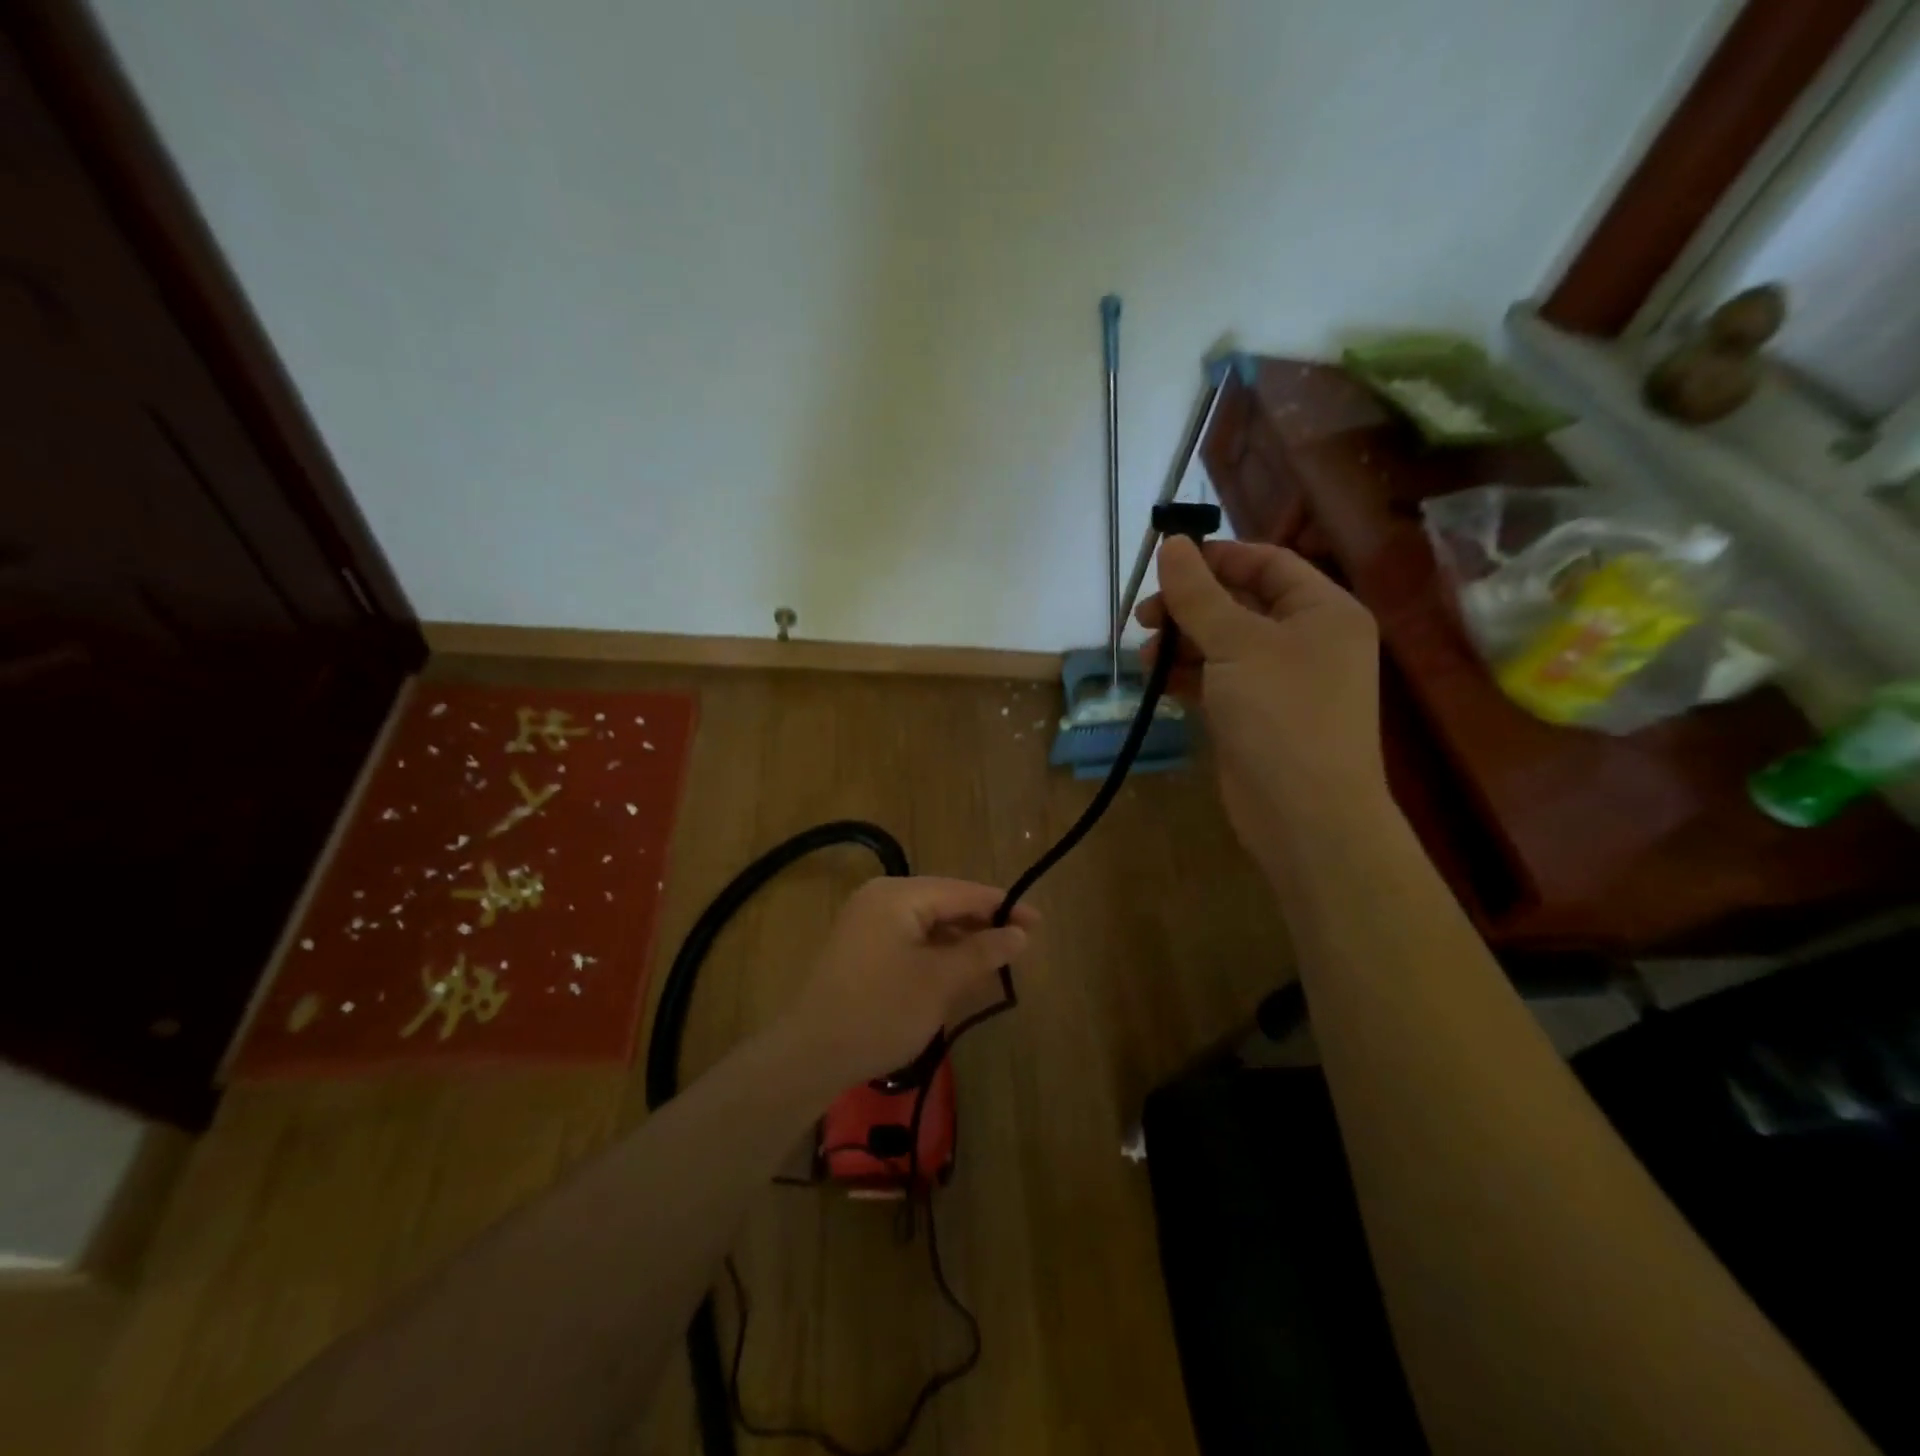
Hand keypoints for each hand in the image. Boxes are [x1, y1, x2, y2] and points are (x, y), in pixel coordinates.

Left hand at [780, 877, 1036, 1090]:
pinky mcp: (862, 946)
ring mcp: (867, 921)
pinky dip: (937, 951)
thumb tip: (1020, 933)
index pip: (963, 892)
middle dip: (982, 923)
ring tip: (997, 959)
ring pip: (928, 921)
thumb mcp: (939, 981)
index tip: (1039, 922)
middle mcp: (880, 897)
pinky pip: (910, 937)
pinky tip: (959, 970)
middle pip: (945, 902)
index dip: (1003, 906)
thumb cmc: (881, 1011)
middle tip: (1022, 944)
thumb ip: (982, 952)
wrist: (810, 1054)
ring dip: (961, 939)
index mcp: (898, 895)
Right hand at [1136, 536, 1385, 864]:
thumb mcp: (1236, 644)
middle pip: (1240, 604)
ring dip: (1182, 644)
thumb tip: (1172, 543)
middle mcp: (1307, 641)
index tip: (1165, 564)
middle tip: (1144, 616)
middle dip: (1189, 607)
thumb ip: (1199, 594)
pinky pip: (1217, 681)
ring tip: (1146, 656)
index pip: (1267, 564)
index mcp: (1323, 611)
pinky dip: (1187, 677)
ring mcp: (1281, 682)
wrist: (1305, 815)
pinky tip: (1157, 681)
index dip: (1216, 558)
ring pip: (1223, 645)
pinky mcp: (1256, 717)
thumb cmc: (1281, 714)